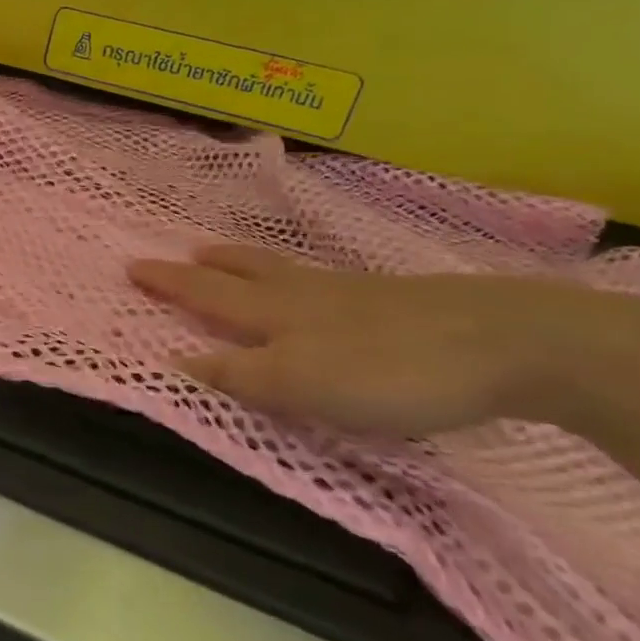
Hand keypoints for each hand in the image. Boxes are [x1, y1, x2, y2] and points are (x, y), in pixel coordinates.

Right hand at [129, 244, 639, 437]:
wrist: (506, 342)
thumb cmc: (392, 371)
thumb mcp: (304, 385)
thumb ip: (240, 375)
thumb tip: (175, 359)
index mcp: (276, 313)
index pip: (207, 295)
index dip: (169, 285)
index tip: (132, 268)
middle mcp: (304, 294)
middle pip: (242, 273)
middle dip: (203, 268)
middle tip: (177, 255)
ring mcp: (350, 292)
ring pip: (280, 270)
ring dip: (243, 262)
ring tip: (223, 254)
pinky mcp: (392, 300)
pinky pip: (318, 280)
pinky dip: (292, 275)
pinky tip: (310, 287)